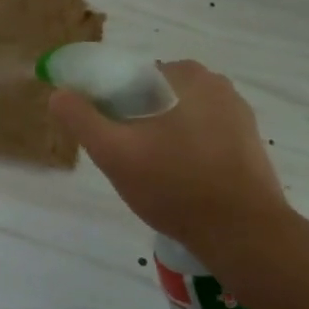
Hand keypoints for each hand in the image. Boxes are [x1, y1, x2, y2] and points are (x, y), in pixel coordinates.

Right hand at [50, 60, 288, 256]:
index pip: (131, 78)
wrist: (243, 234)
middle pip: (155, 96)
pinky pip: (204, 135)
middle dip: (137, 122)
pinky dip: (187, 150)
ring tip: (154, 175)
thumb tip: (58, 93)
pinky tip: (181, 180)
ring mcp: (238, 114)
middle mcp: (216, 84)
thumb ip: (81, 119)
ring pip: (179, 116)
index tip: (108, 137)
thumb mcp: (114, 152)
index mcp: (185, 74)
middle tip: (128, 159)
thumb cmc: (174, 185)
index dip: (111, 105)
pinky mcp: (249, 142)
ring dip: (162, 136)